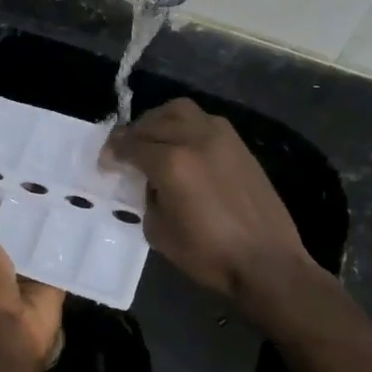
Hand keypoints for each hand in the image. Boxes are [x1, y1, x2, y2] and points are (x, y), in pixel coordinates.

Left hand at [0, 168, 64, 366]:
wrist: (12, 332)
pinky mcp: (52, 281)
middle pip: (12, 227)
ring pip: (38, 239)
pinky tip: (86, 212)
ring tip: (66, 181)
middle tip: (40, 166)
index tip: (0, 164)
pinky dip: (71, 241)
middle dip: (23, 205)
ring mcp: (27, 272)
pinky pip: (62, 257)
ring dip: (49, 220)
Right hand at [103, 98, 318, 306]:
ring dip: (159, 121)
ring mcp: (222, 137)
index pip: (131, 144)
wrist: (266, 261)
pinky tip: (180, 146)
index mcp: (172, 163)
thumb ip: (147, 198)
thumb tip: (149, 183)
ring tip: (151, 140)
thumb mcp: (159, 232)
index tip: (105, 164)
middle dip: (133, 134)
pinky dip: (184, 126)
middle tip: (123, 151)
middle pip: (154, 121)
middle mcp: (195, 139)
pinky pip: (204, 121)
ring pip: (181, 111)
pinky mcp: (239, 144)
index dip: (112, 152)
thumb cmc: (209, 255)